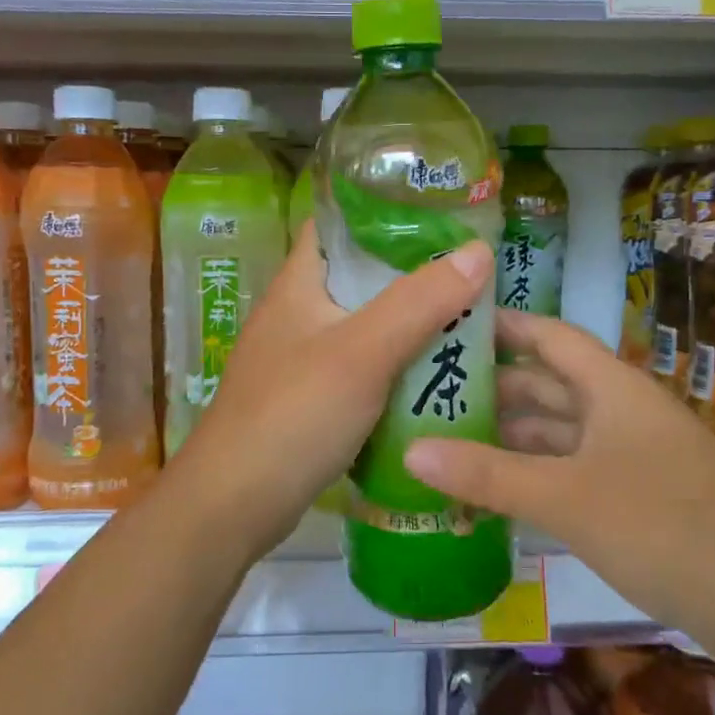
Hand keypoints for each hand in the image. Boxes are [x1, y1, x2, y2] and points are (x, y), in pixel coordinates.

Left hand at [161, 220, 495, 561]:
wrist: (234, 504)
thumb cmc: (293, 415)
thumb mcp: (363, 352)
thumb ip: (419, 302)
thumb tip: (479, 249)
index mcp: (300, 282)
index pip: (339, 223)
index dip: (385, 209)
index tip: (442, 212)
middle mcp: (298, 311)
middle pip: (361, 274)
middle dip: (413, 270)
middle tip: (472, 270)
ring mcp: (302, 356)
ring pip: (366, 322)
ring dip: (410, 319)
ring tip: (467, 315)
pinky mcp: (311, 397)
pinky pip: (363, 365)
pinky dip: (396, 362)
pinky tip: (434, 370)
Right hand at [404, 311, 714, 667]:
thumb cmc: (662, 527)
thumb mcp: (566, 497)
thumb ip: (488, 474)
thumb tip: (411, 450)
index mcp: (612, 388)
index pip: (550, 336)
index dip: (504, 326)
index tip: (451, 324)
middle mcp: (621, 411)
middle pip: (549, 385)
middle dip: (494, 388)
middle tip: (430, 394)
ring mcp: (631, 455)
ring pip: (560, 432)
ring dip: (511, 436)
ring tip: (448, 441)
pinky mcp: (637, 496)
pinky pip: (573, 470)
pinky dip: (535, 474)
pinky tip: (496, 491)